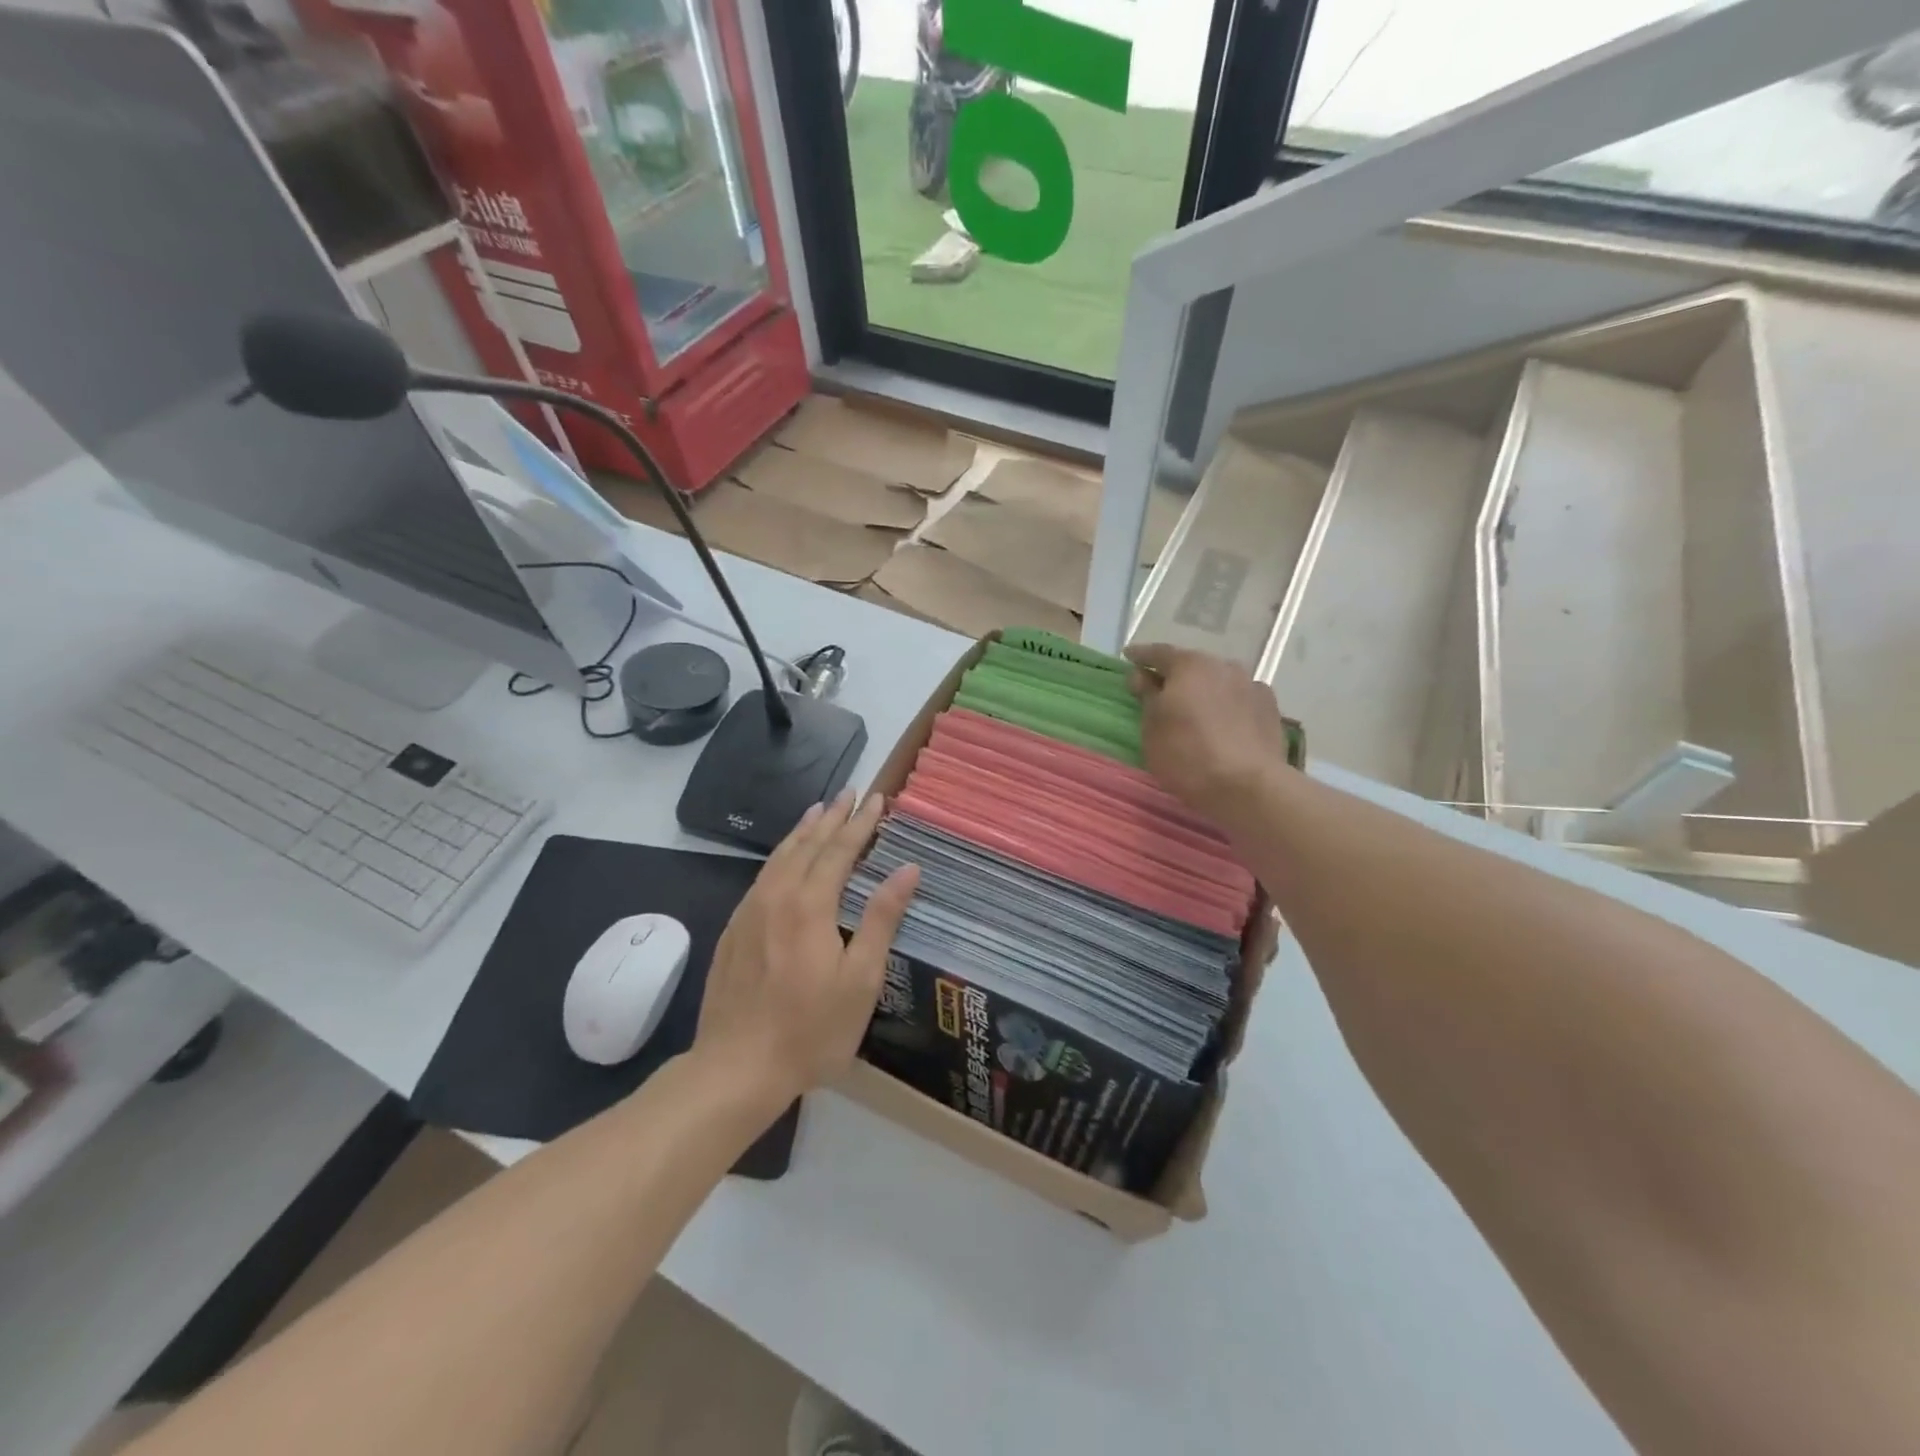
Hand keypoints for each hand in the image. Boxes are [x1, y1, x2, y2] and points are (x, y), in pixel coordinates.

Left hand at [693, 791, 919, 1106]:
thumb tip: (907, 869)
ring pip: (779, 857)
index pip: (840, 851)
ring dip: (803, 831)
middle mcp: (777, 897)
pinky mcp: (734, 931)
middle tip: (851, 793)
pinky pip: (762, 877)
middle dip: (833, 817)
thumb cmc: (811, 1029)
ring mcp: (749, 913)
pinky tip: (784, 859)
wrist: (735, 1067)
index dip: (861, 824)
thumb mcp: (860, 979)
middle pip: (808, 845)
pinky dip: (780, 856)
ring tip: (819, 810)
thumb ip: (882, 919)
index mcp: (810, 906)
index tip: (878, 800)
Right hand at [1125, 643, 1291, 816]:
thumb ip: (1147, 696)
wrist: (1247, 786)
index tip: (1129, 657)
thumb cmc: (1187, 754)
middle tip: (1162, 690)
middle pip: (1193, 665)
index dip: (1141, 655)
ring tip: (1195, 709)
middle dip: (1176, 675)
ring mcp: (1251, 685)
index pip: (1159, 653)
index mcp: (1189, 665)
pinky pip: (1240, 699)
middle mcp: (1223, 666)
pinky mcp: (1271, 709)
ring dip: (1205, 690)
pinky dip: (1228, 705)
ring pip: (1219, 681)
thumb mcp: (1152, 728)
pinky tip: (1224, 722)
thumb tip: (1142, 676)